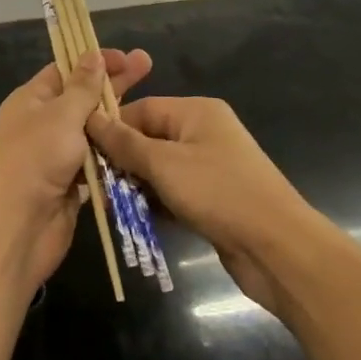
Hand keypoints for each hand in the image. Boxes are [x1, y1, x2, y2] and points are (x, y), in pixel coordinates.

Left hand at [0, 48, 152, 292]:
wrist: (15, 229)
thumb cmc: (34, 160)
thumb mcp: (61, 115)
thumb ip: (82, 87)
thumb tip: (93, 55)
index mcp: (32, 100)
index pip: (66, 70)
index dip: (95, 61)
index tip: (126, 56)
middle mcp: (43, 124)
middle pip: (83, 98)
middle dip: (114, 84)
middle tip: (148, 66)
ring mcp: (56, 157)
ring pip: (92, 133)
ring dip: (117, 123)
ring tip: (151, 110)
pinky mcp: (70, 186)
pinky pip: (96, 164)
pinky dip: (114, 157)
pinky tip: (141, 148)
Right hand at [88, 95, 320, 317]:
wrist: (278, 249)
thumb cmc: (219, 193)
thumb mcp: (165, 164)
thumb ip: (125, 143)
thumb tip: (90, 117)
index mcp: (196, 111)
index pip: (141, 109)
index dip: (112, 127)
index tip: (82, 150)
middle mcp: (203, 132)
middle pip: (149, 139)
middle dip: (122, 161)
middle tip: (94, 184)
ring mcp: (210, 167)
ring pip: (159, 169)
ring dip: (136, 186)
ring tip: (109, 205)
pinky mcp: (213, 199)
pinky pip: (174, 193)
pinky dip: (156, 203)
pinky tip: (134, 219)